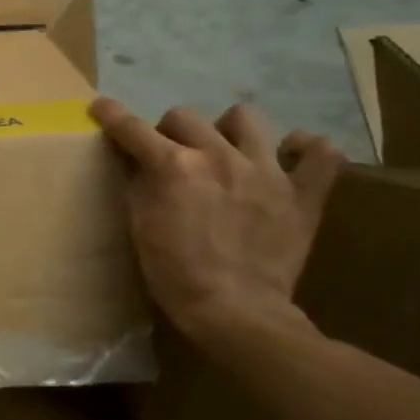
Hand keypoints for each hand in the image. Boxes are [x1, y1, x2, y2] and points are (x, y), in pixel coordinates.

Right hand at [92, 97, 342, 344]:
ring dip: (227, 130)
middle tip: (169, 157)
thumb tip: (132, 161)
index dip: (111, 115)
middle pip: (184, 117)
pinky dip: (304, 150)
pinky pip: (319, 154)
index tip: (100, 108)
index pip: (132, 128)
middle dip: (168, 132)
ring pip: (246, 119)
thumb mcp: (139, 227)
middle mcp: (218, 157)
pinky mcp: (302, 194)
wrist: (236, 312)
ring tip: (225, 151)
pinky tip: (288, 158)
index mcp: (173, 166)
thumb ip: (137, 186)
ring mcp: (266, 171)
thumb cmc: (175, 273)